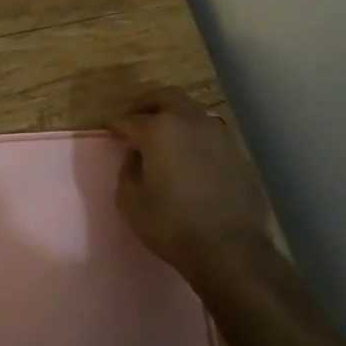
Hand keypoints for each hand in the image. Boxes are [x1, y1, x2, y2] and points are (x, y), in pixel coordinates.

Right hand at [111, 88, 274, 285]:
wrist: (231, 249)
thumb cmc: (172, 225)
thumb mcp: (131, 201)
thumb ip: (128, 169)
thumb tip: (135, 155)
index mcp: (159, 129)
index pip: (130, 118)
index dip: (115, 124)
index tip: (108, 129)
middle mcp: (190, 121)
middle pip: (165, 97)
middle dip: (146, 104)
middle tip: (135, 119)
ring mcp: (218, 133)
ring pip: (191, 111)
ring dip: (173, 116)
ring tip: (163, 136)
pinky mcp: (237, 151)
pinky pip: (208, 132)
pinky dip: (193, 136)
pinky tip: (189, 155)